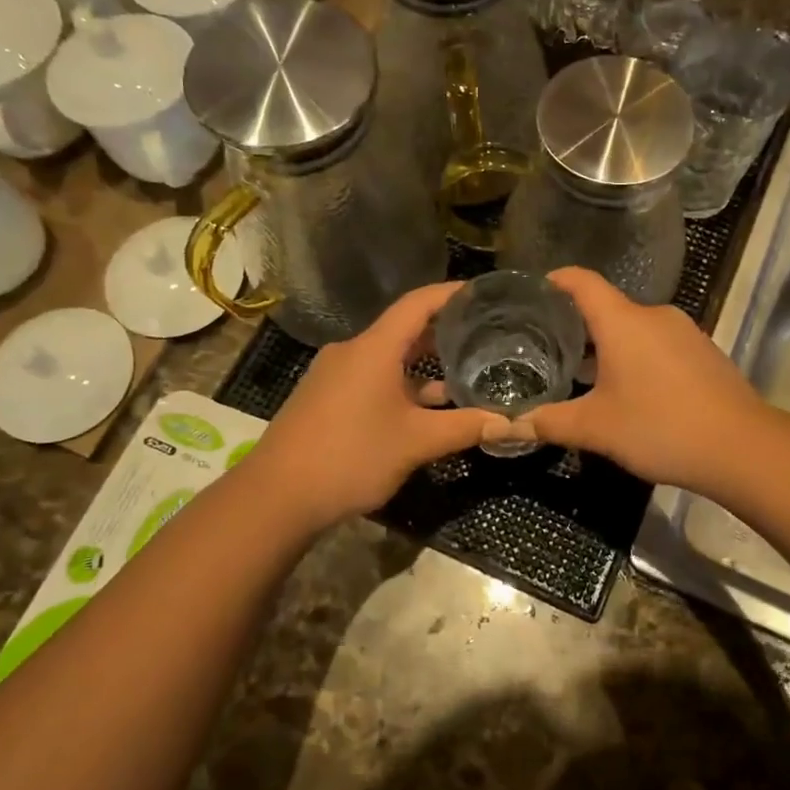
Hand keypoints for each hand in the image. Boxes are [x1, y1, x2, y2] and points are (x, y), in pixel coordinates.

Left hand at [230, 283, 507, 531]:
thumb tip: (513, 424)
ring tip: (463, 374)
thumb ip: (465, 428)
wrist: (277, 496)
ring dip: (422, 365)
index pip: (418, 303)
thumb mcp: (416, 442)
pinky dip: (401, 385)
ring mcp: (334, 376)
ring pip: (387, 359)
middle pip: (403, 330)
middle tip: (483, 335)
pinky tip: (423, 409)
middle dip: (443, 332)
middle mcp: (352, 352)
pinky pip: (371, 379)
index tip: (483, 293)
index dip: (451, 293)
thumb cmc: (351, 456)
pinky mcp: (325, 399)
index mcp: (374, 349)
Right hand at [517, 267, 764, 493]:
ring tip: (584, 375)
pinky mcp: (704, 352)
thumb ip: (549, 423)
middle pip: (607, 308)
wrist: (741, 447)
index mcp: (623, 321)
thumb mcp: (595, 428)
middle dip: (577, 326)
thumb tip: (507, 425)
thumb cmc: (659, 427)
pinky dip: (637, 357)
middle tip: (547, 349)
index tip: (533, 292)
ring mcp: (684, 332)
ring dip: (609, 346)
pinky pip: (659, 344)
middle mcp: (654, 315)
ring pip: (634, 329)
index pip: (582, 281)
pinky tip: (631, 391)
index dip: (555, 280)